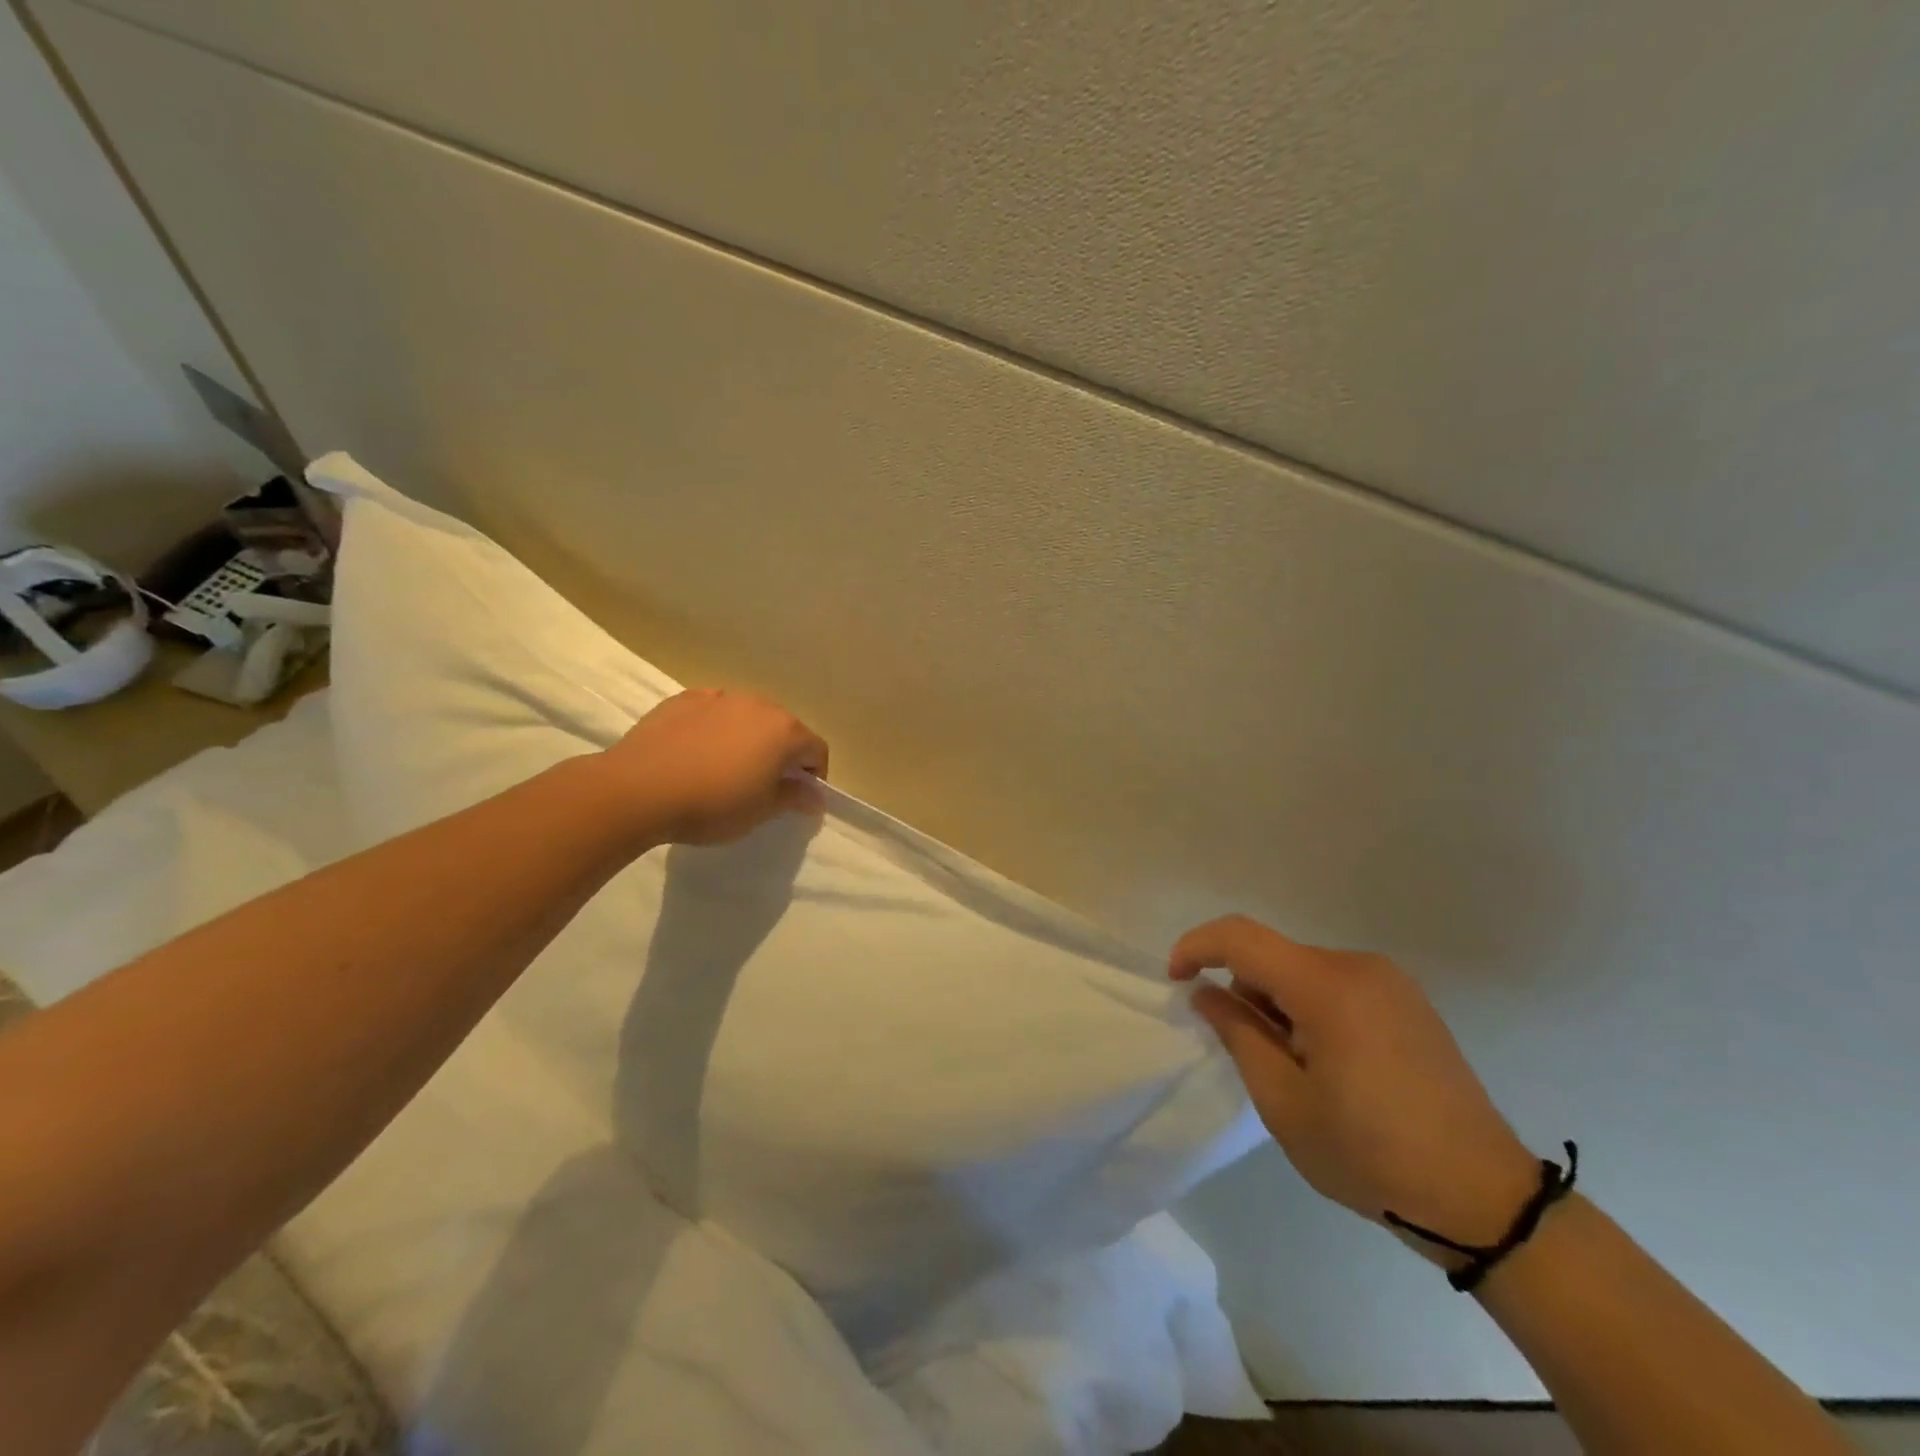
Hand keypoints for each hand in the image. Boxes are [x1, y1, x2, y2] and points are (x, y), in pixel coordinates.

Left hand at [602, 688, 828, 845]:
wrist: (638, 788)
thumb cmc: (712, 804)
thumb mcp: (760, 811)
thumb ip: (793, 798)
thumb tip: (816, 796)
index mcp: (784, 731)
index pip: (816, 749)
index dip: (814, 774)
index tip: (799, 797)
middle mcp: (758, 705)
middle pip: (784, 728)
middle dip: (782, 753)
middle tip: (764, 784)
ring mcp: (719, 697)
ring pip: (747, 716)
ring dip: (748, 738)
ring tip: (727, 767)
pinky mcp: (684, 698)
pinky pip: (713, 712)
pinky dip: (715, 728)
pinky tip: (696, 753)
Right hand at [1171, 915, 1538, 1260]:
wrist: (1485, 1201)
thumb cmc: (1370, 1155)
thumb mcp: (1283, 1102)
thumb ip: (1238, 1034)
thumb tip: (1207, 992)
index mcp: (1326, 986)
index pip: (1241, 937)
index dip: (1197, 948)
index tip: (1175, 981)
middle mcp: (1359, 966)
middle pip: (1273, 956)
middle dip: (1243, 991)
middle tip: (1246, 1053)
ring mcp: (1391, 982)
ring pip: (1302, 971)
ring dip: (1277, 1003)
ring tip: (1294, 1068)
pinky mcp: (1409, 1002)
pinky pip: (1336, 985)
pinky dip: (1310, 1008)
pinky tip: (1327, 1063)